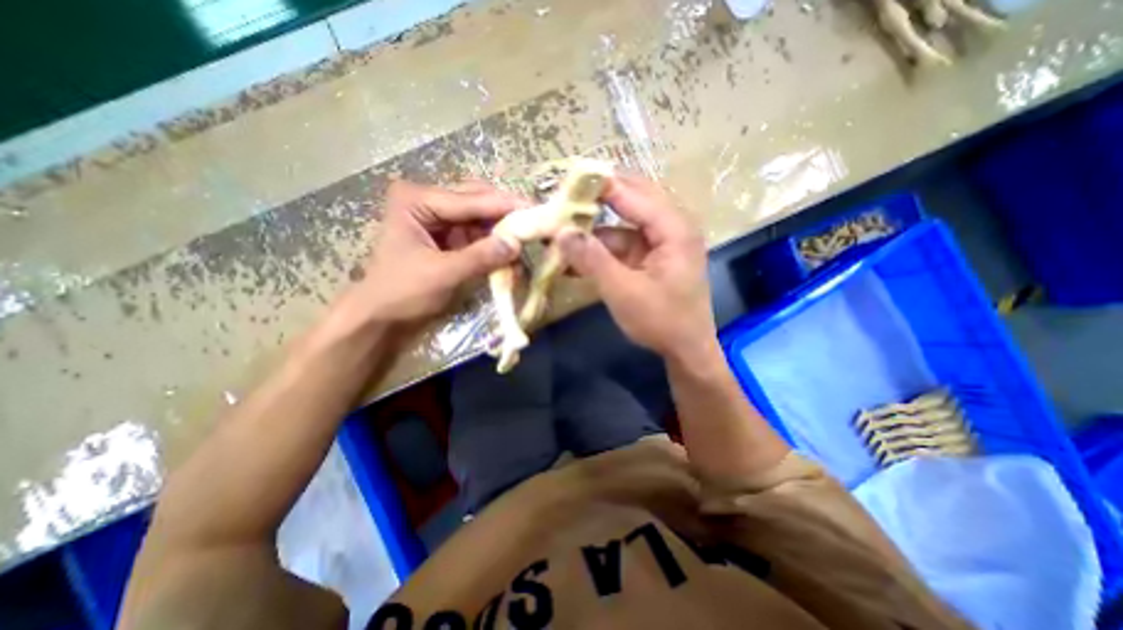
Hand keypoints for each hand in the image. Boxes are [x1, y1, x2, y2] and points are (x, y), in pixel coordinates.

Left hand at [349, 178, 523, 320]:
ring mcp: (440, 221)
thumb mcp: (442, 275)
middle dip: (507, 214)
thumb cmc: (402, 295)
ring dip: (504, 231)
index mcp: (418, 200)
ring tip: (528, 239)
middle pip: (478, 201)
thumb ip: (481, 257)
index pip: (471, 199)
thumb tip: (517, 243)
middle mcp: (429, 202)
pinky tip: (511, 254)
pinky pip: (479, 236)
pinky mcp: (449, 240)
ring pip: (482, 218)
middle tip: (537, 223)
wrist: (381, 321)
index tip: (537, 211)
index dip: (506, 206)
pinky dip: (496, 245)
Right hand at [556, 175, 714, 361]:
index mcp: (674, 228)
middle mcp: (672, 226)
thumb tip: (561, 231)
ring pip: (623, 222)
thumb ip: (592, 259)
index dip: (599, 185)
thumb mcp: (623, 292)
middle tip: (564, 196)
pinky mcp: (652, 255)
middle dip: (597, 199)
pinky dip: (601, 248)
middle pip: (631, 199)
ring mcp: (662, 241)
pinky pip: (623, 242)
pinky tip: (577, 255)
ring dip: (595, 228)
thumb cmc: (662, 322)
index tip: (565, 181)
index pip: (632, 193)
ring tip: (563, 228)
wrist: (686, 351)